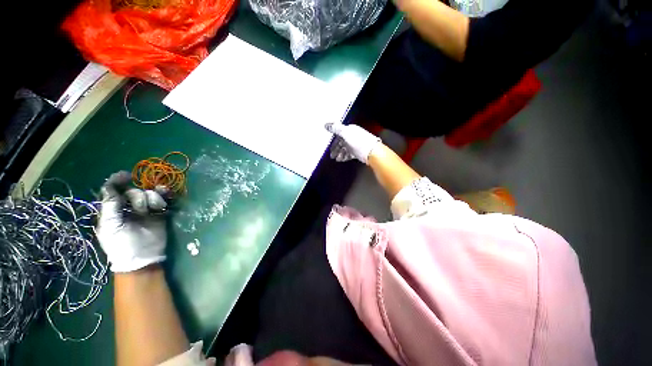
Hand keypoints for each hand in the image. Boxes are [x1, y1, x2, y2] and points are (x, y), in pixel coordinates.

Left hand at [97, 171, 167, 272]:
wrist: (142, 257)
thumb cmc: (121, 244)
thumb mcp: (110, 225)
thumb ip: (110, 205)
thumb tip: (111, 185)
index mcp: (113, 209)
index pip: (113, 190)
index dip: (118, 181)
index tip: (126, 175)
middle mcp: (128, 207)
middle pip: (134, 191)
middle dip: (138, 197)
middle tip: (141, 210)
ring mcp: (145, 210)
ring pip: (149, 194)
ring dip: (153, 198)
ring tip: (155, 209)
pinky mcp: (159, 213)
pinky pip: (162, 200)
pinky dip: (165, 195)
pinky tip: (166, 194)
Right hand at [325, 123, 380, 163]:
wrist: (372, 153)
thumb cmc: (359, 142)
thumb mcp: (346, 133)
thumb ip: (336, 129)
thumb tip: (326, 124)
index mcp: (351, 130)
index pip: (339, 134)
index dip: (334, 140)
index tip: (329, 147)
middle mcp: (353, 136)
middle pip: (342, 142)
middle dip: (336, 149)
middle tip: (331, 155)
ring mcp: (356, 145)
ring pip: (345, 149)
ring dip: (340, 154)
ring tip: (336, 159)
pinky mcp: (359, 152)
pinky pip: (349, 154)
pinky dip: (345, 156)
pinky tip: (341, 160)